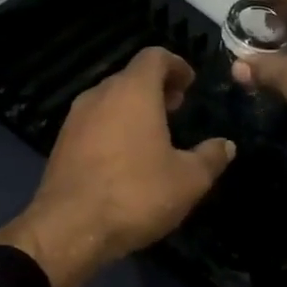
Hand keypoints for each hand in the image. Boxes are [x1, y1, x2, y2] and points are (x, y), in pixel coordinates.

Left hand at [0, 47, 235, 286]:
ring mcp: (75, 120)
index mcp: (133, 92)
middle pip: (130, 77)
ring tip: (155, 133)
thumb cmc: (136, 194)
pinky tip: (126, 157)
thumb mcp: (189, 180)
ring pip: (110, 100)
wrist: (69, 229)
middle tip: (177, 107)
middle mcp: (100, 95)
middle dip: (156, 87)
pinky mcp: (61, 144)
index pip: (154, 57)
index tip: (190, 83)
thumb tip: (226, 145)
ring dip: (133, 109)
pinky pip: (94, 123)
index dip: (176, 65)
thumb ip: (211, 157)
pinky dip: (114, 127)